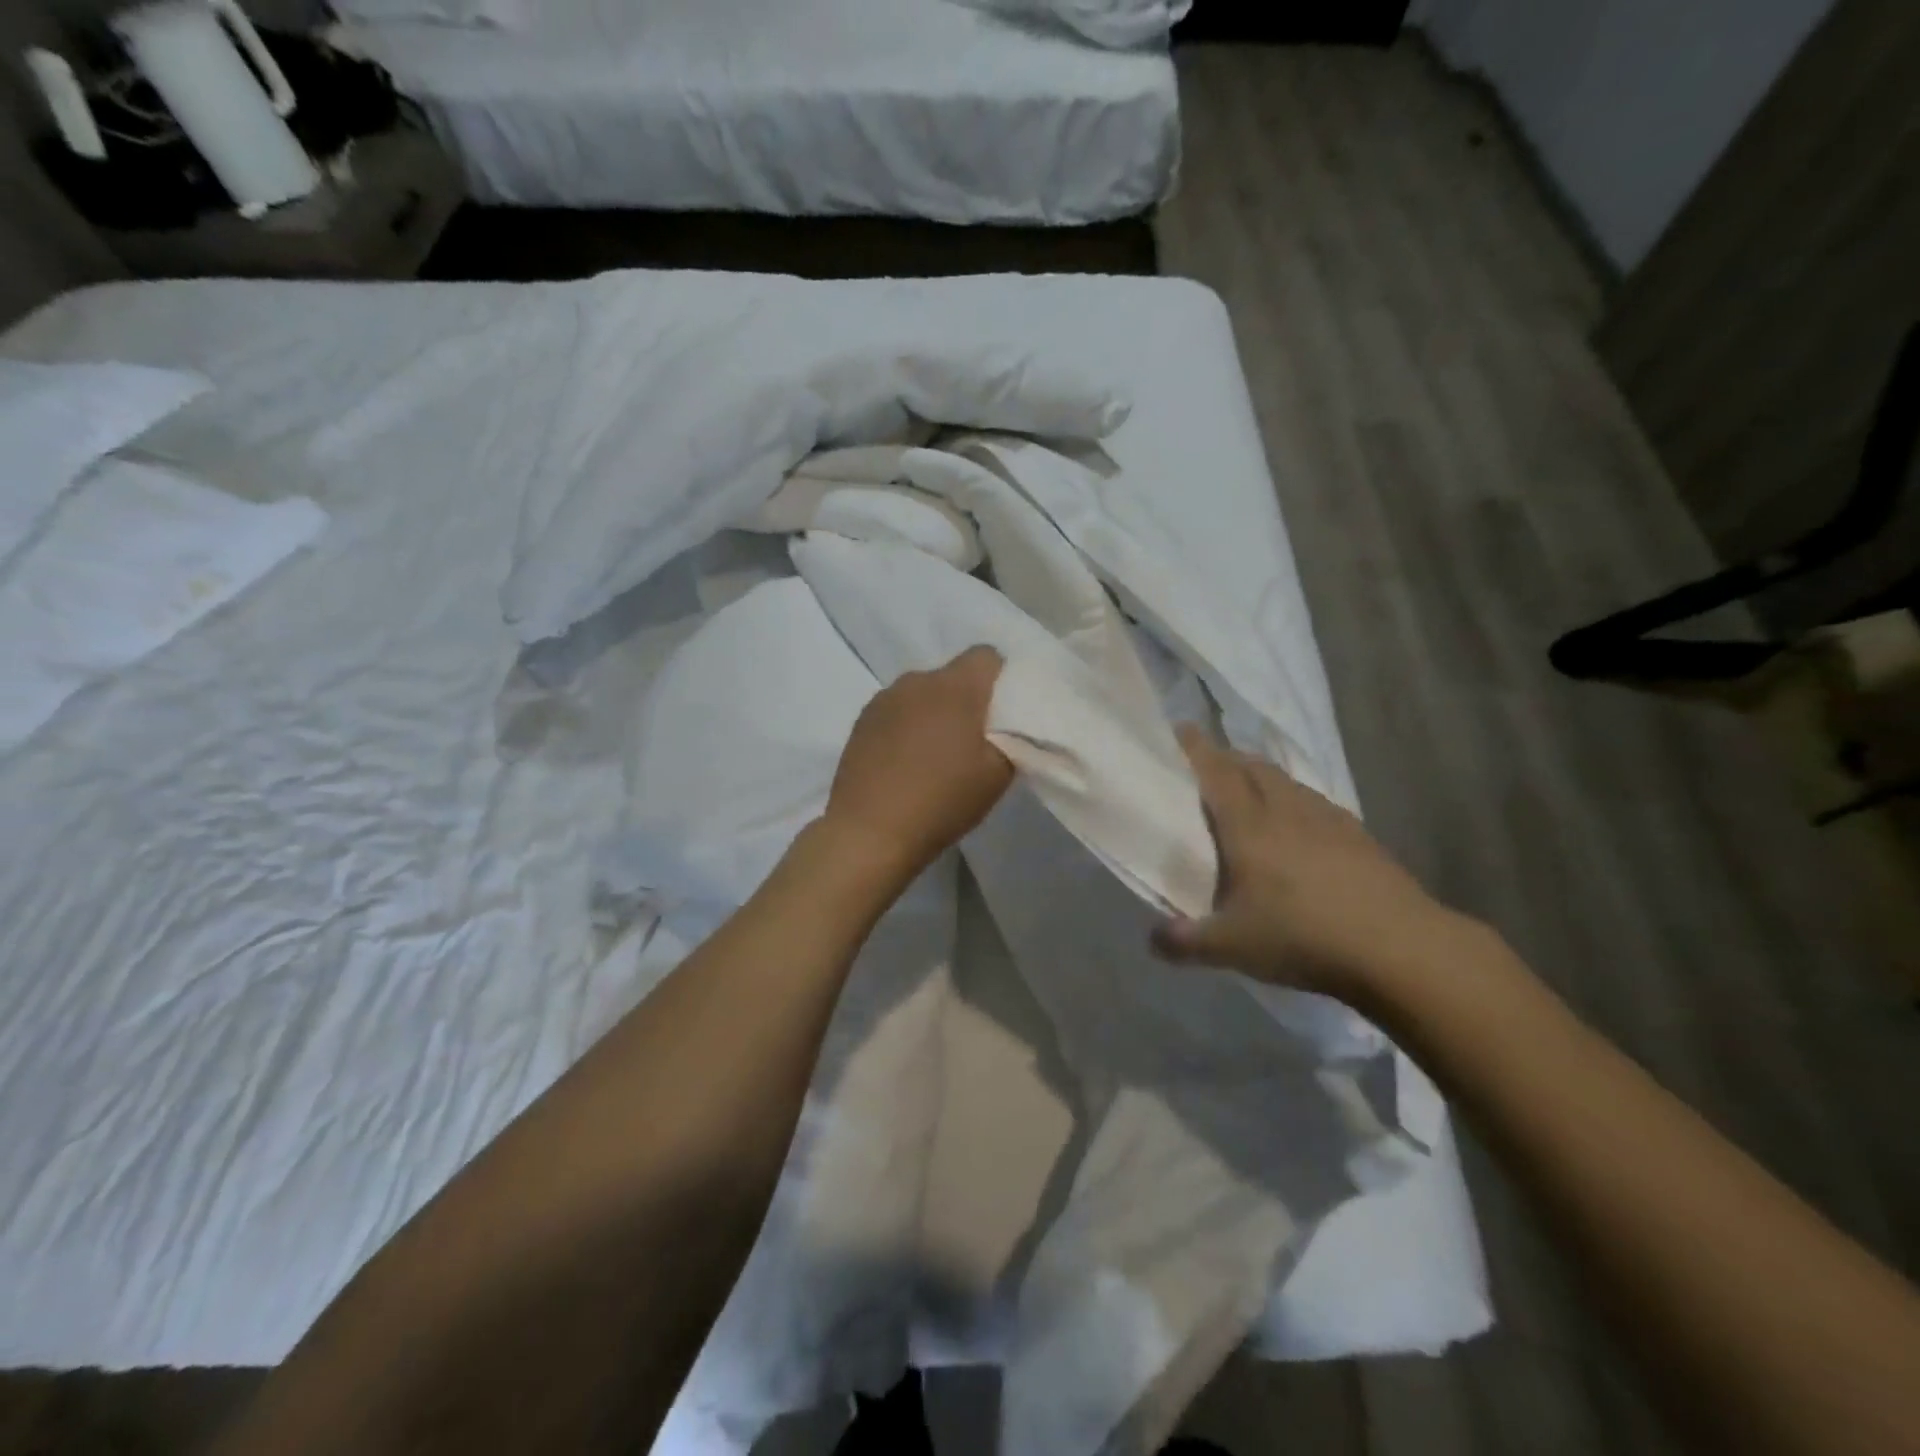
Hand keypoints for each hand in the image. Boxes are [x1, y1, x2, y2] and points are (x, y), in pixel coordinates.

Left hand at [823, 646, 1013, 883]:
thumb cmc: (942, 800)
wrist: (870, 831)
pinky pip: (896, 711)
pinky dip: (907, 727)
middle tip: (972, 739)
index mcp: (956, 687)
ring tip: (934, 754)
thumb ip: (1010, 739)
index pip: (987, 656)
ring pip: (922, 694)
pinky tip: (905, 762)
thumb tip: (1005, 726)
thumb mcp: (997, 776)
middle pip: (952, 675)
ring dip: (933, 712)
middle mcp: (918, 680)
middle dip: (966, 699)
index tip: (1003, 711)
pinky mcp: (862, 720)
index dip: (1000, 678)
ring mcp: (884, 698)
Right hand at [1152, 725, 1458, 1002]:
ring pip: (1287, 782)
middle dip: (1228, 757)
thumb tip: (1152, 939)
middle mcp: (1286, 811)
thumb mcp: (1231, 947)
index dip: (1196, 749)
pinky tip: (1301, 826)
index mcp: (1249, 826)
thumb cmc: (1303, 936)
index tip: (1180, 728)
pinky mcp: (1359, 836)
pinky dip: (1296, 800)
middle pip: (1253, 768)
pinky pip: (1316, 803)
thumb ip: (1184, 942)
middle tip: (1209, 763)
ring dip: (1263, 775)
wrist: (1400, 947)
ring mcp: (1328, 820)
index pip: (1216, 773)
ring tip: (1250, 789)